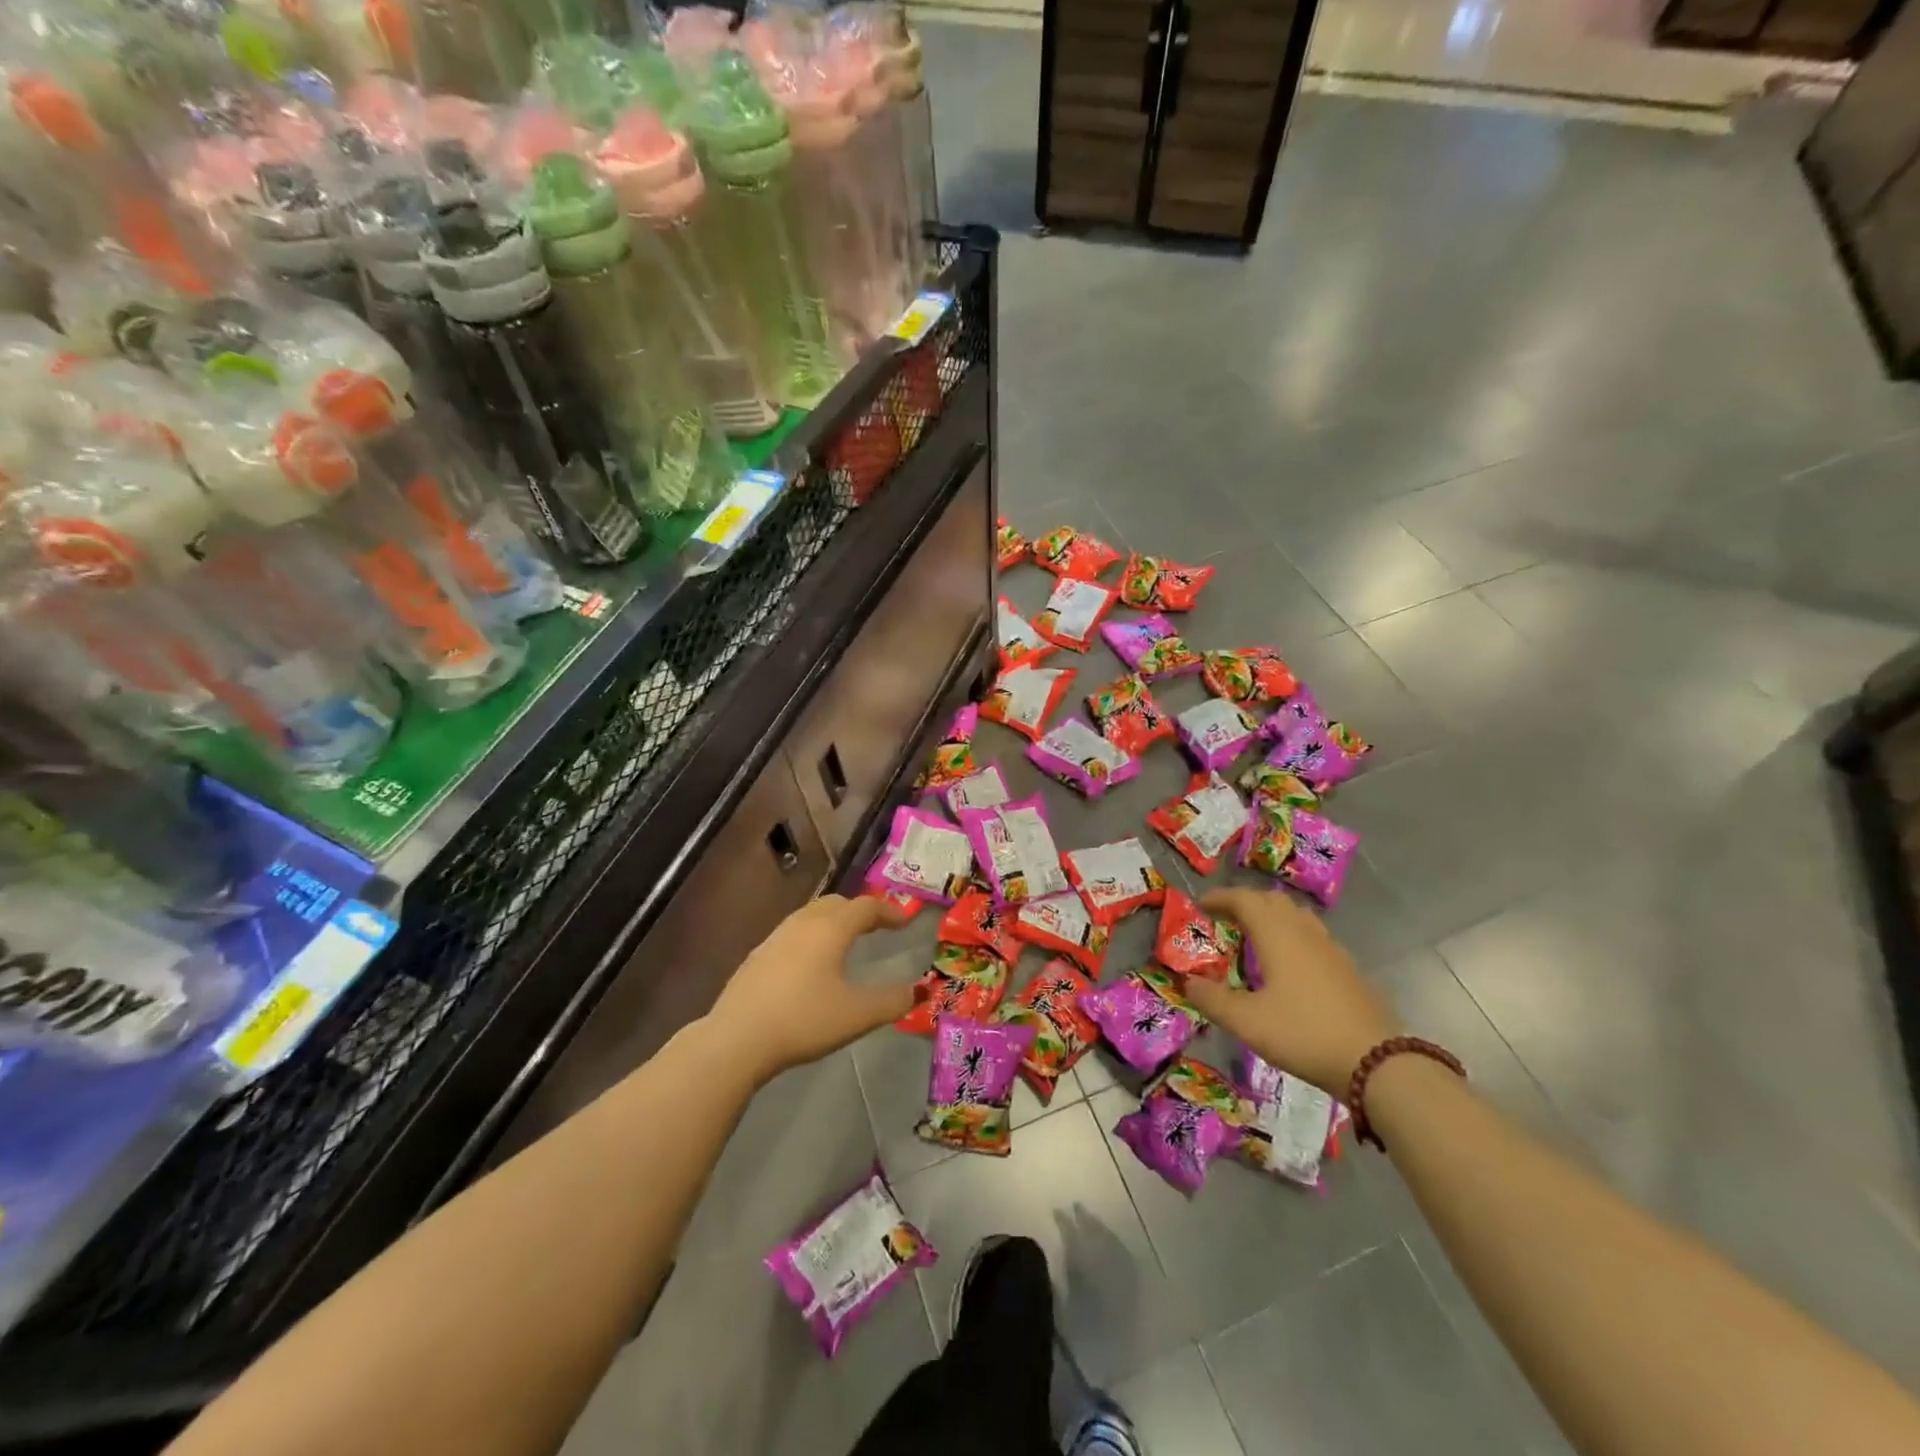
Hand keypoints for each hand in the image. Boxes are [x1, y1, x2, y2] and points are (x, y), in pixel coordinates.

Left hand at [705, 894, 914, 1084]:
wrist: (737, 1039)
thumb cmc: (804, 1020)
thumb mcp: (858, 1014)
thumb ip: (893, 1001)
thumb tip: (919, 990)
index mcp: (831, 928)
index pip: (866, 907)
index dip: (889, 911)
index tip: (906, 921)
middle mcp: (803, 923)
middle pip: (837, 903)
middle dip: (860, 911)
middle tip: (878, 926)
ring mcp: (775, 937)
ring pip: (811, 915)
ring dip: (834, 921)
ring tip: (846, 941)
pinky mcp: (757, 956)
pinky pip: (794, 933)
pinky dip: (813, 936)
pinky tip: (811, 963)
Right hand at [1182, 887, 1400, 1094]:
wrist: (1378, 1064)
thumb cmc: (1304, 1034)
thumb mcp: (1247, 1022)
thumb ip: (1213, 999)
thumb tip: (1187, 982)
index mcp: (1277, 935)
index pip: (1244, 899)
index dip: (1220, 897)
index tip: (1201, 905)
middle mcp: (1305, 933)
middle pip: (1273, 901)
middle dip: (1246, 903)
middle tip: (1225, 919)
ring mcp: (1332, 950)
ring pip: (1297, 917)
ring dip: (1272, 918)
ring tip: (1255, 938)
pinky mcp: (1349, 970)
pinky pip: (1313, 938)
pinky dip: (1293, 938)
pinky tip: (1289, 967)